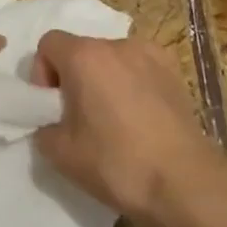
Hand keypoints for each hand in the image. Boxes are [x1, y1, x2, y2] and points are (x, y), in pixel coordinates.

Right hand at [30, 31, 226, 226]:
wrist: (184, 183)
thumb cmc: (117, 164)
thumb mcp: (60, 154)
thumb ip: (43, 128)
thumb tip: (53, 122)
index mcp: (85, 56)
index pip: (48, 44)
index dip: (43, 74)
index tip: (54, 108)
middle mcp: (117, 44)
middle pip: (82, 50)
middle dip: (74, 78)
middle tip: (80, 119)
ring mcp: (151, 54)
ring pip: (112, 59)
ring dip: (104, 80)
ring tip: (114, 119)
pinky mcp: (174, 71)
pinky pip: (140, 68)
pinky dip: (132, 83)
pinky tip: (141, 116)